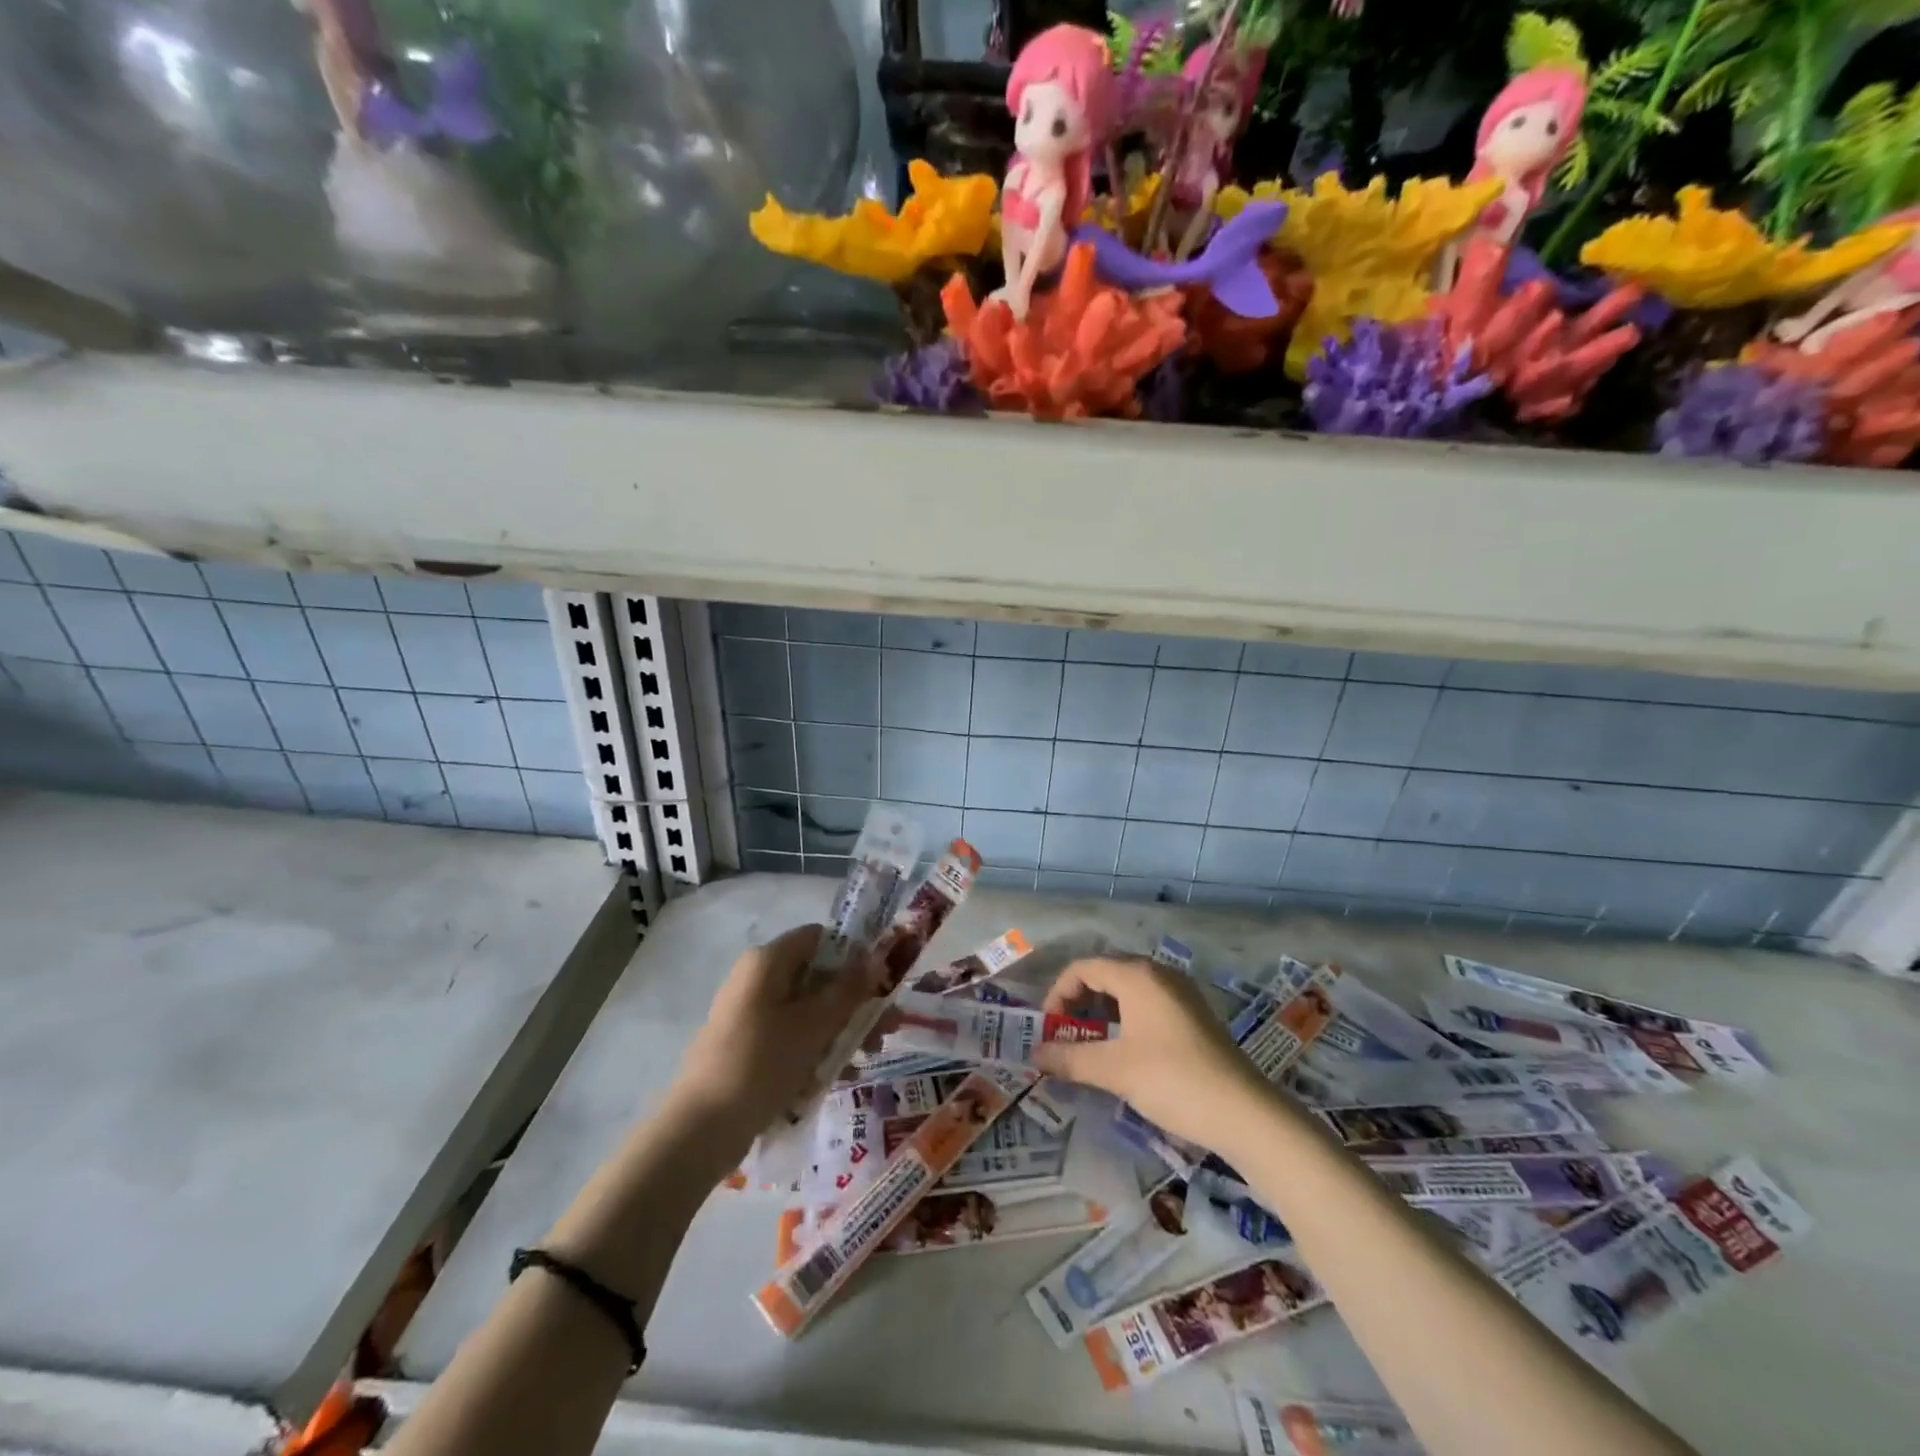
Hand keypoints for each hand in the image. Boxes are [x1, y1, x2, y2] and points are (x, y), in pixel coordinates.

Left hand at [674, 925, 883, 1144]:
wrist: (700, 1128)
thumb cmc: (762, 1062)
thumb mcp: (815, 1024)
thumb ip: (849, 989)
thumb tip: (877, 957)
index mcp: (768, 961)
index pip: (820, 938)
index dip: (854, 954)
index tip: (882, 982)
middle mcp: (757, 978)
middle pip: (817, 976)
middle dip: (855, 1001)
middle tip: (887, 1027)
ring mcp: (750, 1013)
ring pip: (807, 1009)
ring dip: (841, 1028)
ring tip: (869, 1056)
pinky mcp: (747, 1045)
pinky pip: (791, 1035)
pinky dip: (816, 1048)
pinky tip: (840, 1075)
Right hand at [1033, 956, 1270, 1157]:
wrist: (1245, 1113)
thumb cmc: (1173, 1080)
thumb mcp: (1114, 1070)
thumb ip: (1070, 1058)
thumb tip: (1035, 1055)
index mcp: (1137, 976)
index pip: (1083, 967)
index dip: (1058, 994)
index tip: (1048, 1029)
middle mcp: (1158, 974)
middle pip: (1105, 974)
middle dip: (1078, 1002)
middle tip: (1065, 1036)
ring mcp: (1180, 993)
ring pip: (1128, 990)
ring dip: (1102, 1012)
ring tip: (1090, 1046)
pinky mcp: (1194, 1015)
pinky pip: (1148, 1004)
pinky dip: (1126, 1019)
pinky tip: (1124, 1052)